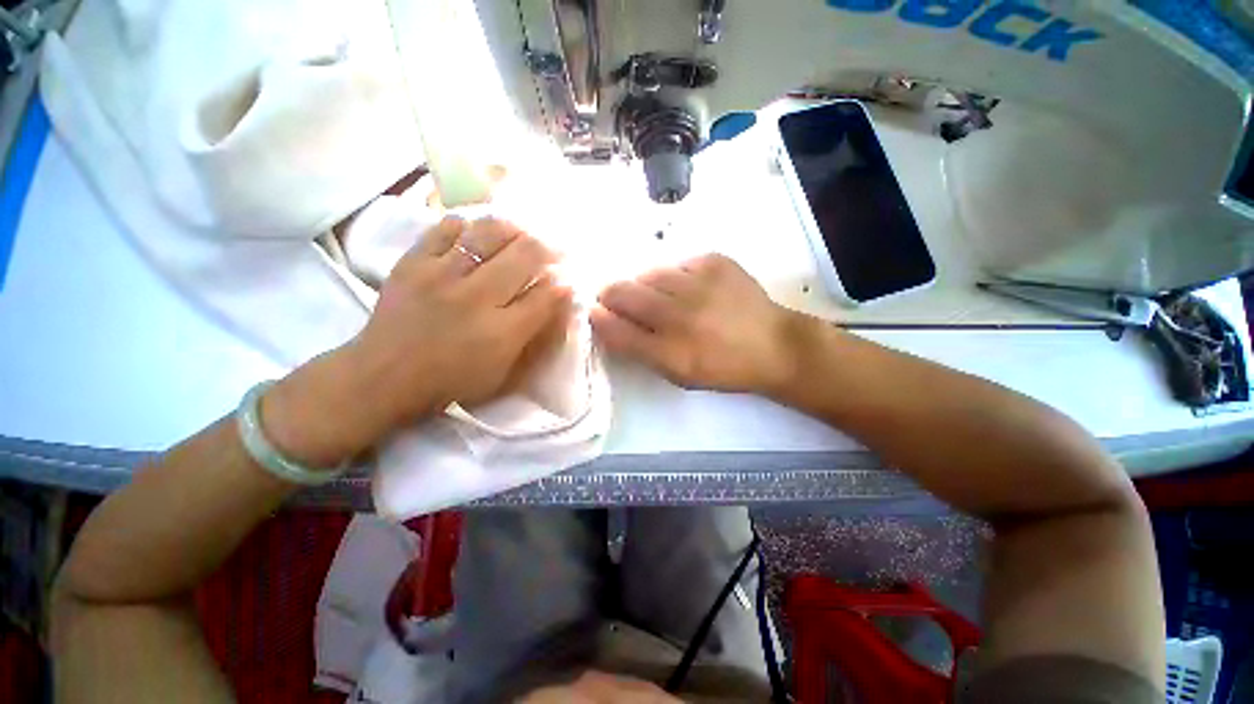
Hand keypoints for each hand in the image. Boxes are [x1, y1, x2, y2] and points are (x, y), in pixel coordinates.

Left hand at [263, 217, 571, 466]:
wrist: (384, 376)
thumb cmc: (453, 381)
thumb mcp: (505, 372)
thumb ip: (536, 336)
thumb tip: (561, 300)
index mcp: (501, 332)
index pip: (547, 294)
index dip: (563, 283)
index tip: (567, 278)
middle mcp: (476, 297)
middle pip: (526, 255)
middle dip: (549, 249)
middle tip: (555, 250)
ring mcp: (441, 274)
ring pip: (491, 231)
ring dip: (516, 230)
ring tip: (523, 235)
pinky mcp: (413, 261)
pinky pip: (447, 227)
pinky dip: (469, 226)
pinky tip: (478, 234)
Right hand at [592, 254, 804, 393]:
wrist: (773, 344)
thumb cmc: (721, 367)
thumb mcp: (678, 374)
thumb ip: (640, 350)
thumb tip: (608, 321)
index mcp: (670, 353)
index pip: (615, 329)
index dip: (598, 318)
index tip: (594, 312)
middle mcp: (681, 316)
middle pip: (622, 292)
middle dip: (611, 294)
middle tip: (618, 299)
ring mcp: (699, 284)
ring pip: (648, 274)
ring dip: (646, 286)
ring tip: (663, 296)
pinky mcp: (715, 262)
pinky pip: (677, 264)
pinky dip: (676, 277)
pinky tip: (692, 289)